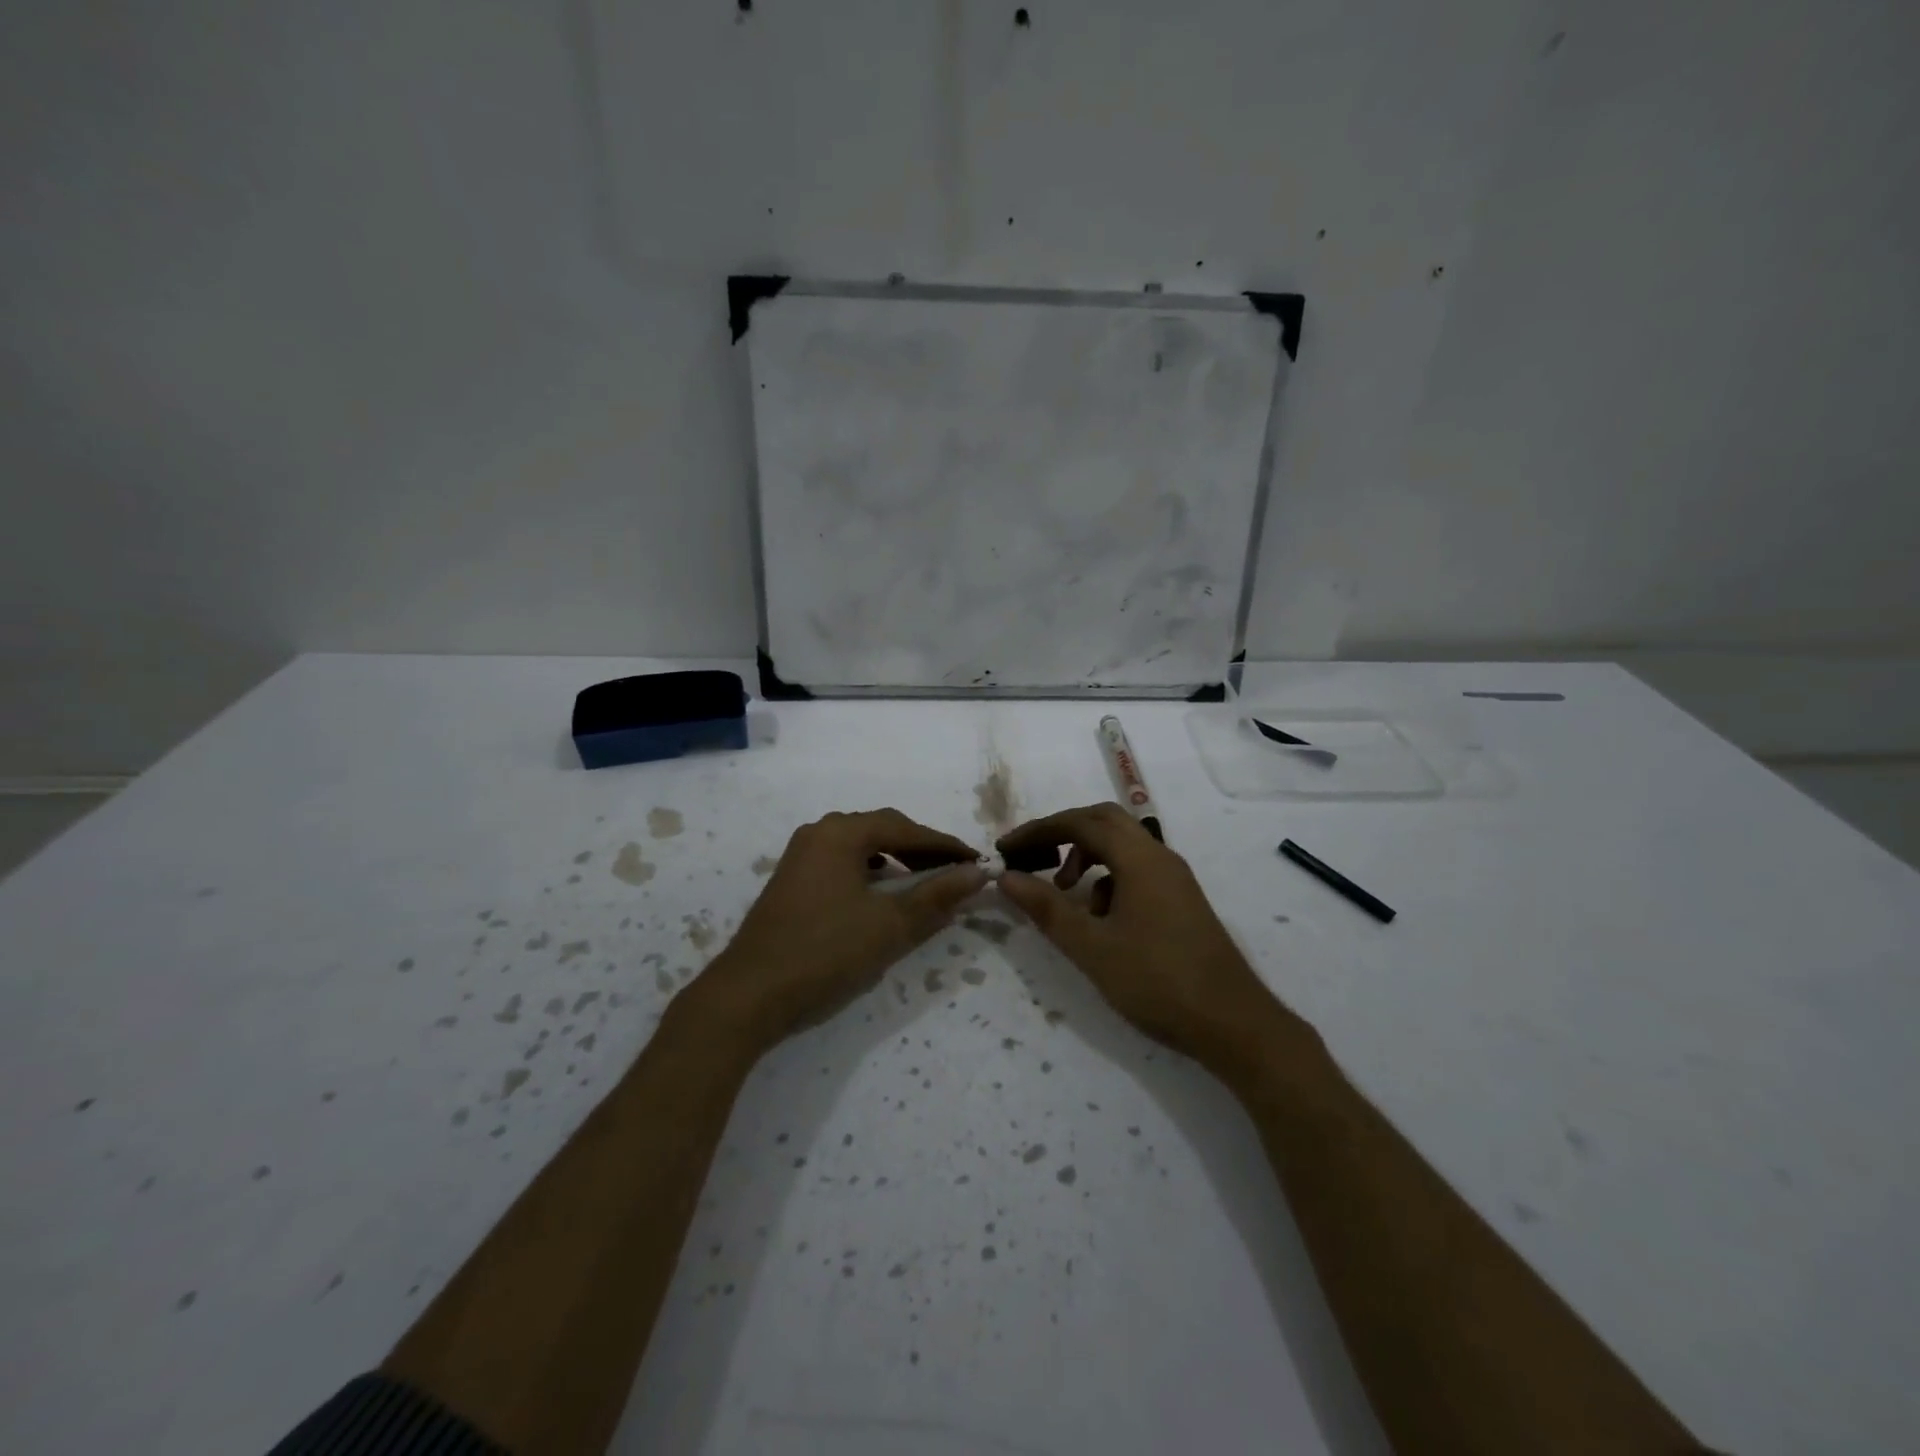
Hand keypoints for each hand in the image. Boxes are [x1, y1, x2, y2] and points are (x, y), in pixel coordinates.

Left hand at [695, 809, 987, 1051]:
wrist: (748, 996)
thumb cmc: (825, 952)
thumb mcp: (890, 925)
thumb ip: (936, 896)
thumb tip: (977, 874)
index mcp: (840, 833)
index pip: (905, 829)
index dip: (945, 845)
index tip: (976, 862)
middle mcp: (818, 834)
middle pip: (881, 831)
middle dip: (921, 850)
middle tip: (954, 871)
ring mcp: (800, 858)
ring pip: (860, 848)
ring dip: (895, 861)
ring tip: (923, 883)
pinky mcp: (791, 883)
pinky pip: (842, 865)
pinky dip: (870, 874)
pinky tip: (880, 896)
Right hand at [995, 803, 1292, 1067]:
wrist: (1234, 1024)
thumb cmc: (1158, 982)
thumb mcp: (1092, 947)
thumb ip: (1047, 908)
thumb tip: (1006, 877)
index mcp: (1140, 859)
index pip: (1081, 822)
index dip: (1039, 830)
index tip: (1006, 848)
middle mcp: (1160, 857)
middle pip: (1105, 822)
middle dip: (1063, 833)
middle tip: (1031, 856)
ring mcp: (1175, 879)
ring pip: (1122, 847)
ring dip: (1086, 857)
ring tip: (1062, 891)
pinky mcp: (1181, 901)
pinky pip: (1137, 871)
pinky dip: (1108, 880)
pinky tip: (1099, 919)